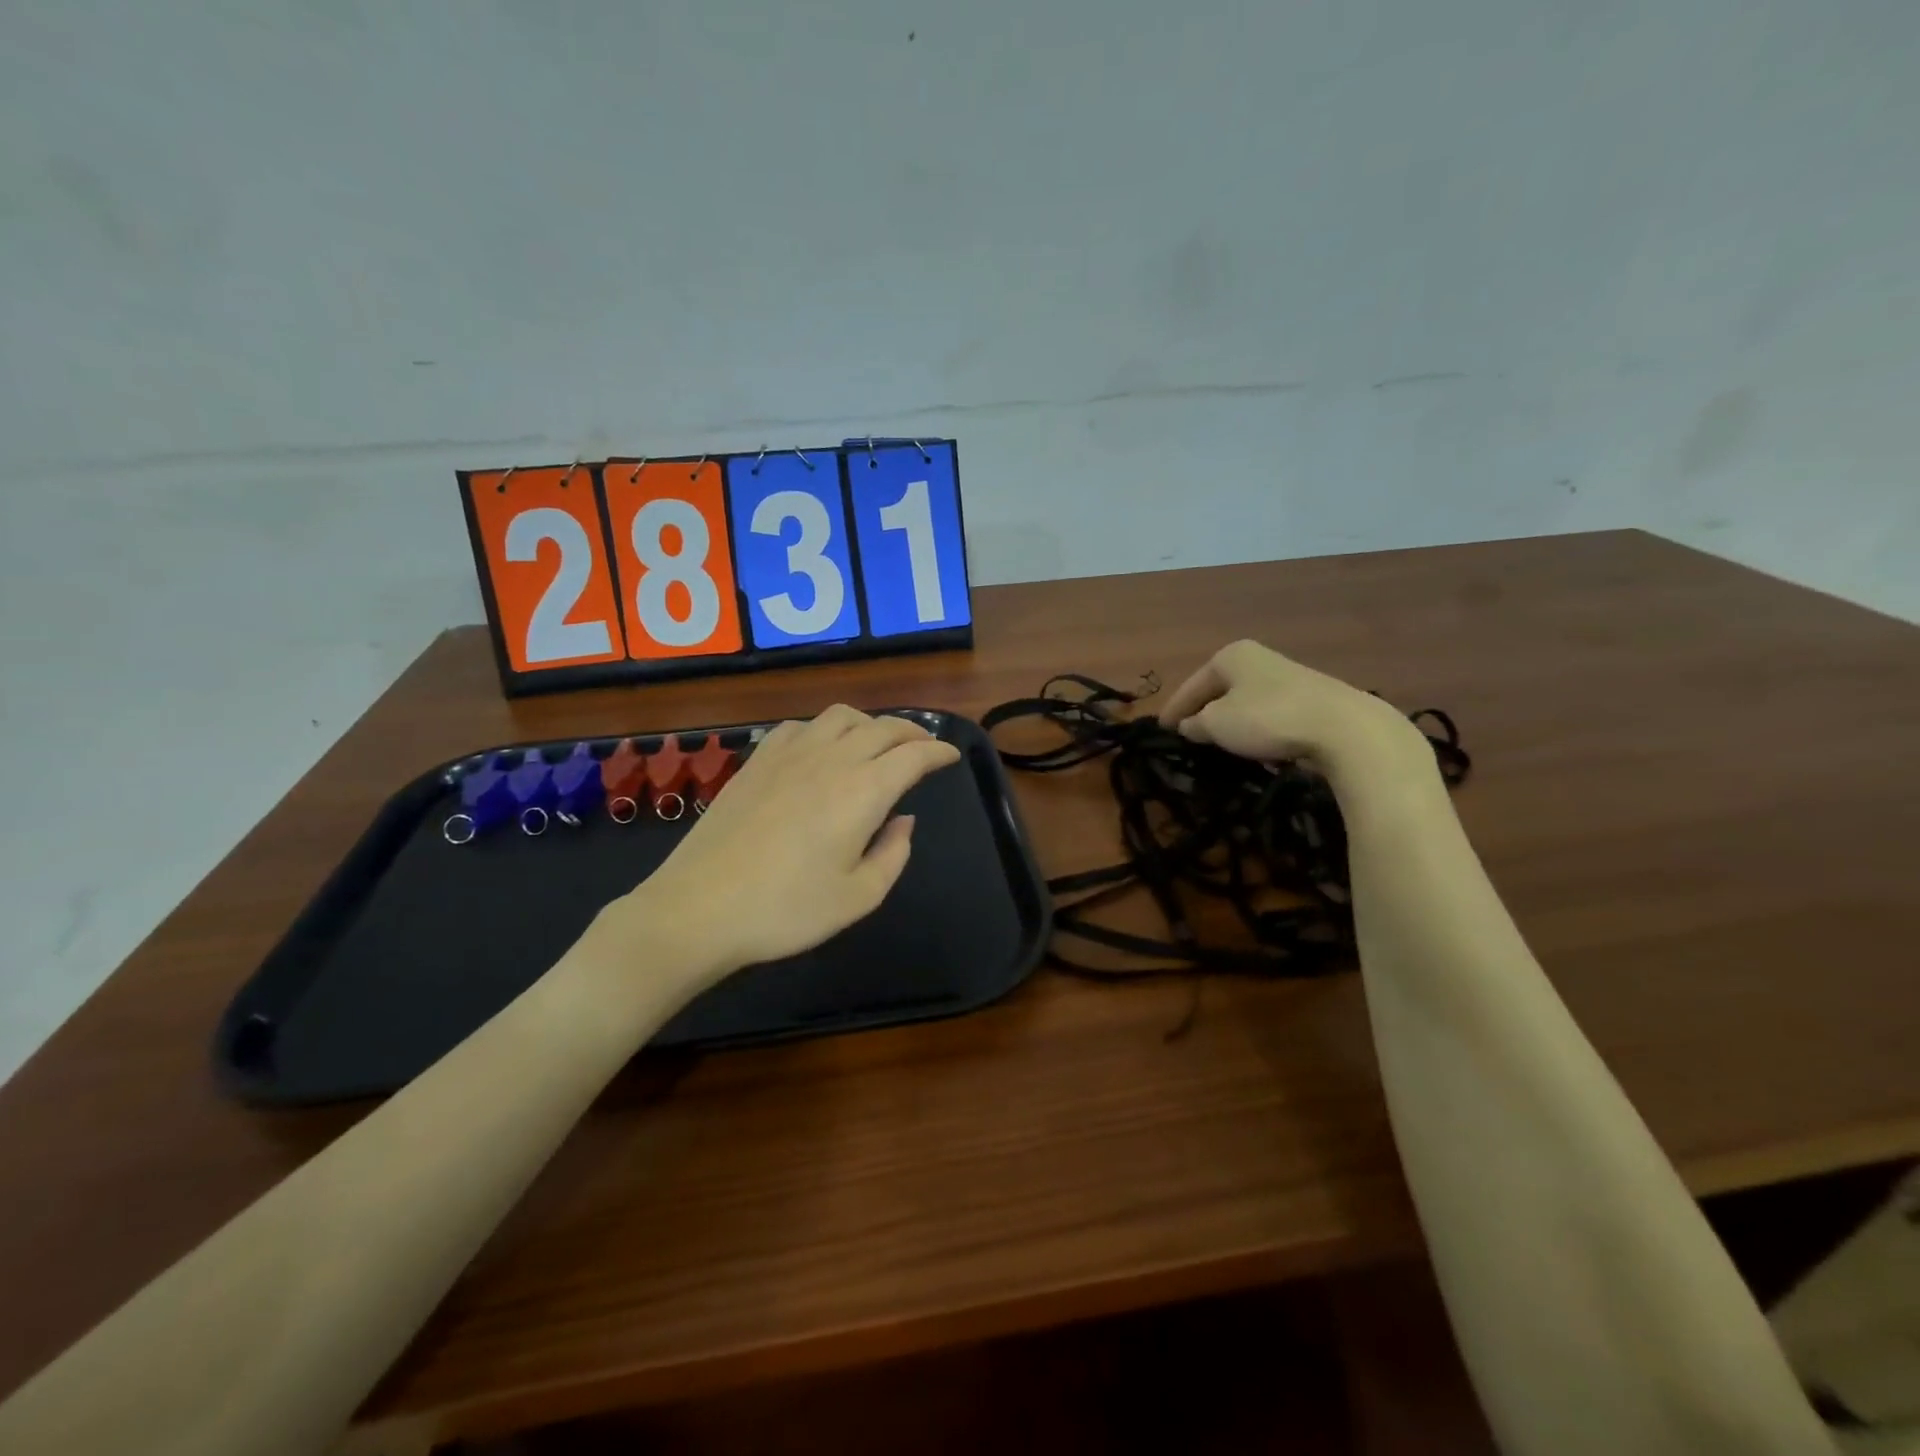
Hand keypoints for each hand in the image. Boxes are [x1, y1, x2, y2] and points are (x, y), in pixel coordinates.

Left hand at [589, 706, 961, 986]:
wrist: (700, 908)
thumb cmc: (787, 910)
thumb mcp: (858, 897)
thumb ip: (893, 854)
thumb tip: (904, 820)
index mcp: (863, 791)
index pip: (913, 755)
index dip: (938, 751)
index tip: (951, 756)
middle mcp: (831, 759)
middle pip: (881, 727)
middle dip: (911, 732)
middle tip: (923, 746)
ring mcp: (789, 755)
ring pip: (840, 716)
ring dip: (869, 723)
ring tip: (877, 742)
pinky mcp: (757, 761)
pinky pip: (799, 726)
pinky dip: (823, 728)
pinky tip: (820, 748)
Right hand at [1159, 639, 1429, 790]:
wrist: (1342, 728)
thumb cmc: (1267, 718)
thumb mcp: (1217, 724)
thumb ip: (1196, 724)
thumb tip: (1190, 726)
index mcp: (1230, 656)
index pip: (1191, 686)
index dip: (1173, 709)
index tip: (1161, 729)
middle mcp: (1257, 659)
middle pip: (1218, 690)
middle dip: (1202, 711)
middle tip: (1186, 735)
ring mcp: (1286, 677)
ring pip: (1243, 702)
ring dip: (1229, 721)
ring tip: (1216, 743)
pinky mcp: (1308, 699)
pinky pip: (1267, 714)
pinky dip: (1254, 727)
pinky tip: (1253, 745)